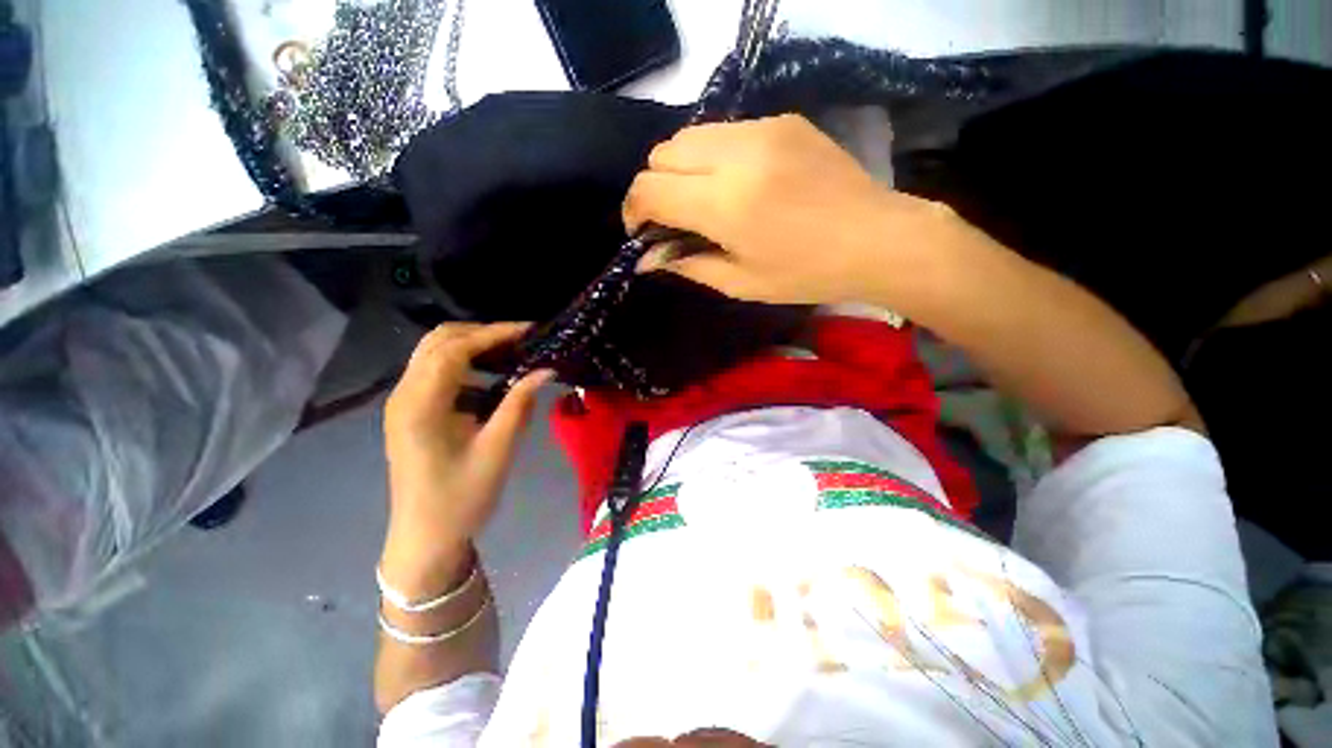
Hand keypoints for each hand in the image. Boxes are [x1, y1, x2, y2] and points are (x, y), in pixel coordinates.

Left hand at [380, 323, 552, 594]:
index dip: (494, 334)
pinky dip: (464, 364)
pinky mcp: (410, 411)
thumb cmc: (462, 498)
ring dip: (473, 346)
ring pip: (434, 353)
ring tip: (512, 353)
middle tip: (523, 341)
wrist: (425, 538)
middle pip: (438, 341)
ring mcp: (403, 402)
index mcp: (420, 405)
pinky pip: (435, 372)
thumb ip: (520, 404)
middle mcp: (404, 395)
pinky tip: (491, 378)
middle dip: (482, 333)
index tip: (530, 331)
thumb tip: (546, 370)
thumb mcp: (498, 449)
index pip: (454, 350)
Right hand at [622, 114, 956, 304]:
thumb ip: (689, 265)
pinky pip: (727, 132)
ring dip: (683, 169)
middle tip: (672, 218)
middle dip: (655, 186)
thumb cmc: (806, 273)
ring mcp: (763, 129)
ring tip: (704, 201)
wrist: (878, 238)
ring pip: (691, 135)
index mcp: (725, 203)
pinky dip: (715, 157)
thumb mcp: (741, 283)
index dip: (634, 210)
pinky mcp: (784, 121)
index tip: (642, 231)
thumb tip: (646, 260)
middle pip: (663, 152)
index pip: (650, 188)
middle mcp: (737, 154)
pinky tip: (738, 184)